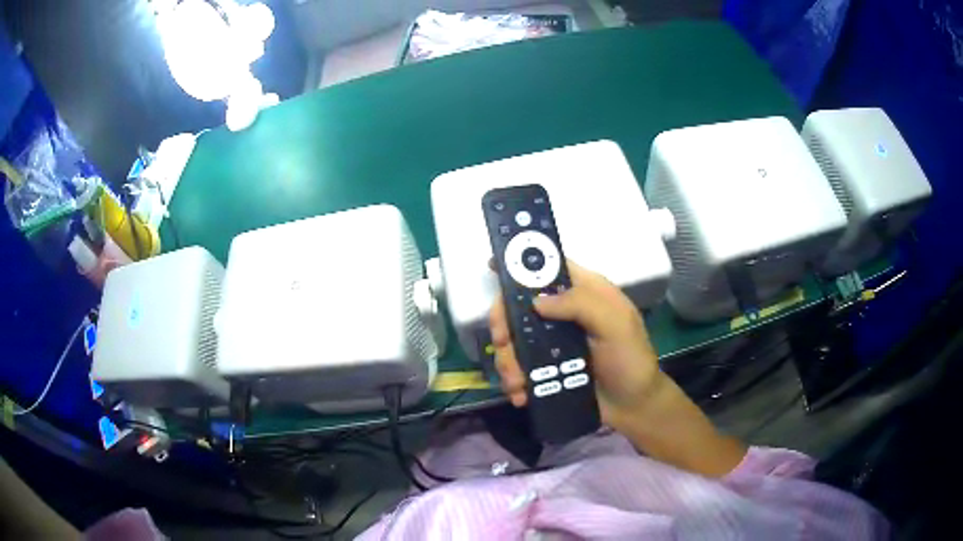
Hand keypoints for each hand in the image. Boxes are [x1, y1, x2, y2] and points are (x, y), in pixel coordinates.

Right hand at [489, 260, 665, 435]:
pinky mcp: (544, 369)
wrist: (633, 407)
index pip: (548, 267)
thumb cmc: (631, 360)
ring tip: (517, 383)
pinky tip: (521, 395)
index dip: (521, 264)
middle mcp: (562, 313)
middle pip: (518, 305)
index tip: (492, 267)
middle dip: (503, 323)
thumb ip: (582, 304)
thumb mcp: (617, 325)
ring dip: (507, 360)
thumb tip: (535, 301)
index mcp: (582, 292)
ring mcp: (551, 342)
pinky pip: (518, 368)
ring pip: (513, 339)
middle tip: (502, 342)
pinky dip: (513, 381)